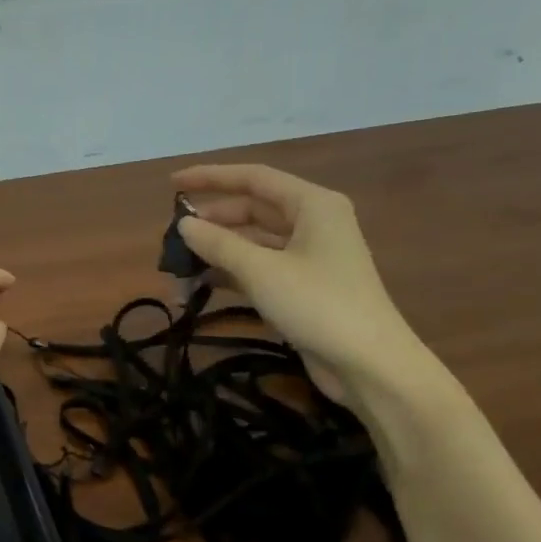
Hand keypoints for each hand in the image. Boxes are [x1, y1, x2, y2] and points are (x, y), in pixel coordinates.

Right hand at [173, 162, 432, 407]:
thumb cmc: (318, 305)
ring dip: (218, 251)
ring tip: (180, 264)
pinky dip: (231, 272)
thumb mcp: (262, 271)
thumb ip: (218, 244)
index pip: (253, 178)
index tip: (172, 184)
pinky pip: (259, 268)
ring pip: (253, 241)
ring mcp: (309, 256)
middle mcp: (313, 223)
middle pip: (252, 209)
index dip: (210, 178)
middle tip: (173, 237)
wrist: (368, 363)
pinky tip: (202, 284)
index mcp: (312, 205)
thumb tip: (183, 225)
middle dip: (212, 221)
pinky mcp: (302, 286)